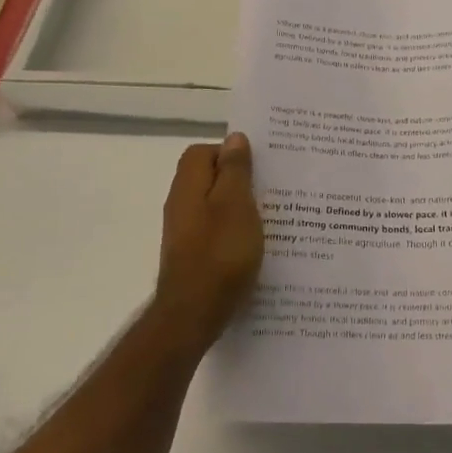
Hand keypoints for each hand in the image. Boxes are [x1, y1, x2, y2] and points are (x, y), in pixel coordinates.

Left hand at [154, 133, 263, 351]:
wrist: (194, 314)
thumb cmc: (220, 254)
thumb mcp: (236, 205)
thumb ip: (235, 170)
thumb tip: (234, 138)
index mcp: (189, 186)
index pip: (202, 152)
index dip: (229, 153)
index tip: (258, 166)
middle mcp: (181, 205)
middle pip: (208, 178)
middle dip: (238, 180)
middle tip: (270, 189)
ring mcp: (184, 233)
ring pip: (213, 206)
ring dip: (239, 207)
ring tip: (270, 217)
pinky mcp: (192, 256)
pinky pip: (215, 231)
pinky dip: (234, 231)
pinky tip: (255, 245)